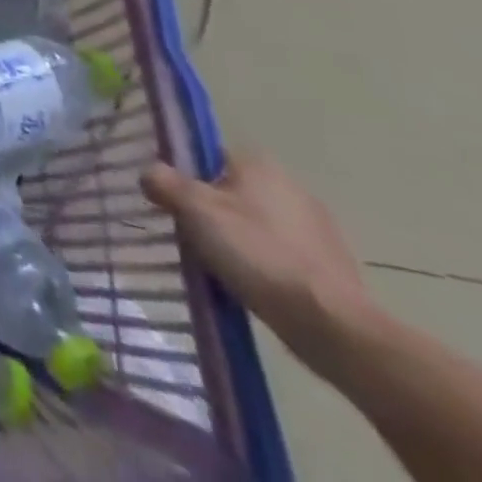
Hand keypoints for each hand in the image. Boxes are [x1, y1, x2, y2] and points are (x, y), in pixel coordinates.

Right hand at [142, 149, 377, 364]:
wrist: (332, 325)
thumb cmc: (257, 253)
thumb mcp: (195, 211)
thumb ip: (165, 183)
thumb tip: (149, 173)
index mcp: (259, 164)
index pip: (209, 156)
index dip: (186, 176)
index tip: (173, 203)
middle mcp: (290, 185)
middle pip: (232, 190)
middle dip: (212, 210)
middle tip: (192, 236)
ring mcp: (317, 227)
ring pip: (257, 223)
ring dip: (239, 238)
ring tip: (220, 266)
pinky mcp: (332, 264)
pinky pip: (282, 253)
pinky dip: (265, 263)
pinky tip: (253, 285)